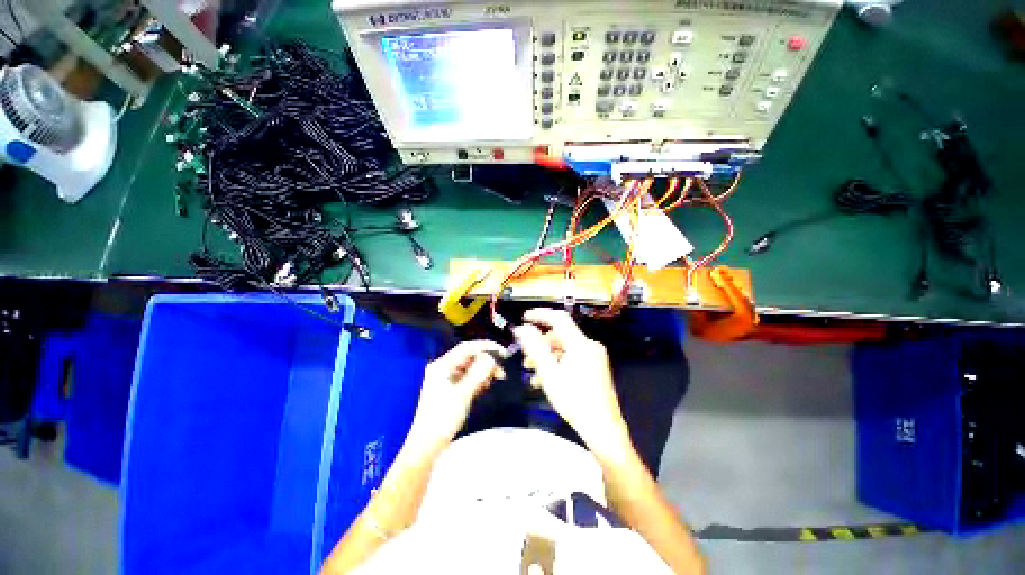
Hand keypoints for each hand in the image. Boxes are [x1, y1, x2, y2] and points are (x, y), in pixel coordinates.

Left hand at [403, 340, 505, 456]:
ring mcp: (447, 378)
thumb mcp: (462, 394)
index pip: (467, 347)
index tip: (502, 352)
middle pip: (469, 356)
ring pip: (470, 367)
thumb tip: (492, 357)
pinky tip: (484, 387)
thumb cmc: (442, 418)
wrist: (427, 445)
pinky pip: (468, 377)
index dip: (485, 346)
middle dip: (486, 361)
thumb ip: (477, 373)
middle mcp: (444, 368)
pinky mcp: (451, 388)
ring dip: (483, 371)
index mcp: (442, 365)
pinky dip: (478, 379)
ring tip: (493, 381)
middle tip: (501, 372)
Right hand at [513, 309, 629, 456]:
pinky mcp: (595, 367)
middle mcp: (590, 346)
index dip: (540, 315)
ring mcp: (595, 357)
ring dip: (547, 357)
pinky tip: (546, 380)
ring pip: (565, 349)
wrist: (603, 429)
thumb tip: (522, 328)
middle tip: (525, 358)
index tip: (524, 318)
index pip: (559, 318)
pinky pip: (572, 358)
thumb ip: (535, 348)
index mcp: (581, 344)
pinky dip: (558, 364)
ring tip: (533, 372)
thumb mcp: (549, 373)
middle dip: (540, 344)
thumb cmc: (574, 400)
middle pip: (560, 336)